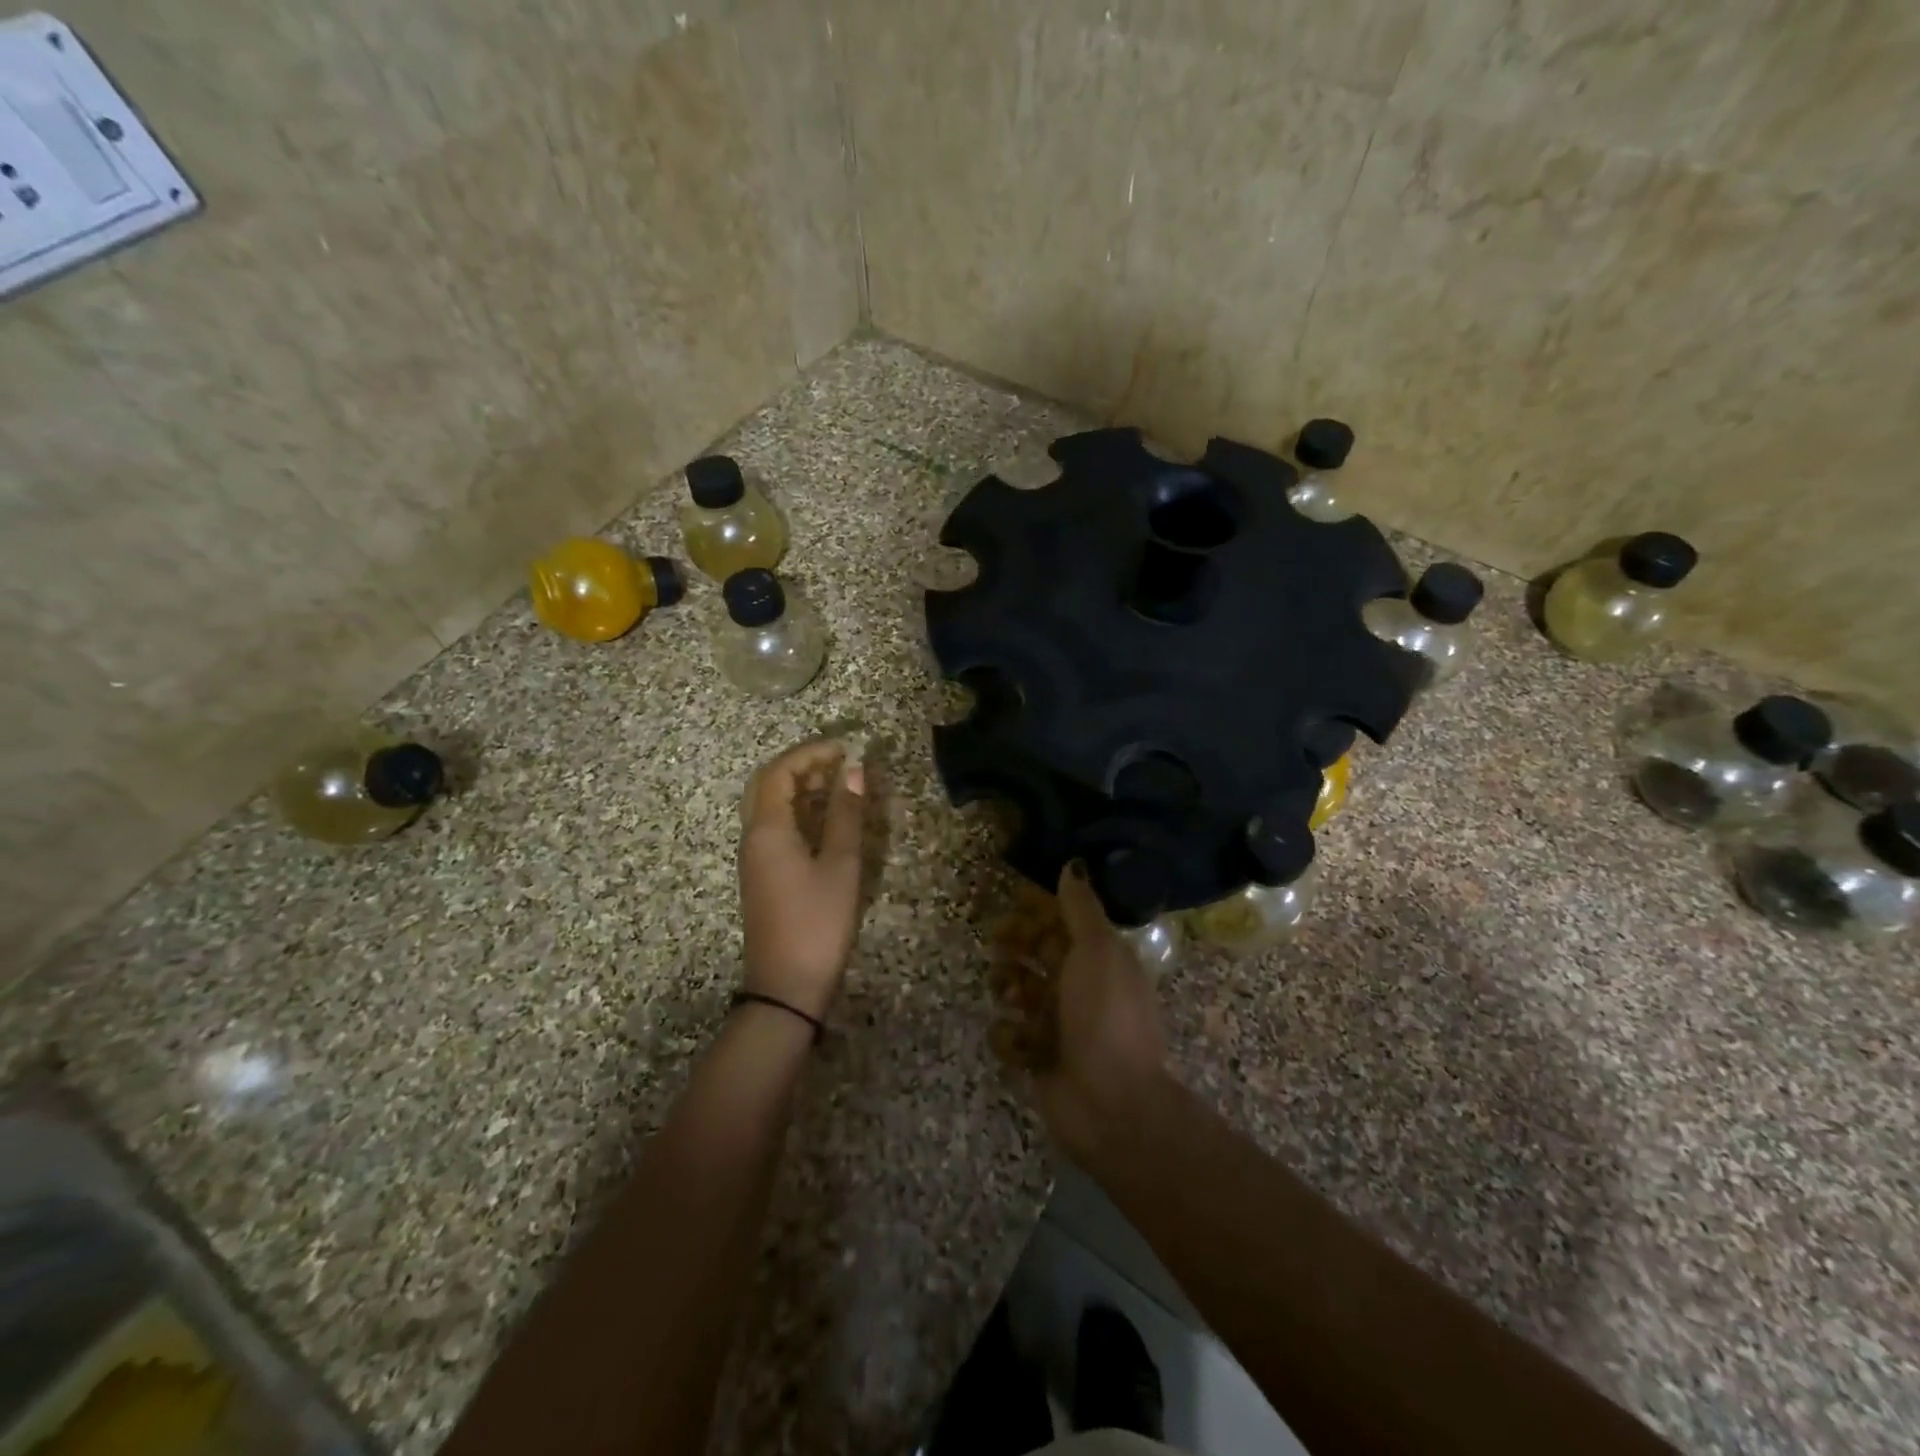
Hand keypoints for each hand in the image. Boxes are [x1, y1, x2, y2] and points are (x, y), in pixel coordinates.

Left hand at [738, 740, 867, 1019]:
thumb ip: (847, 814)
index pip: (778, 772)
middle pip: (767, 785)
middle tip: (837, 761)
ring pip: (769, 807)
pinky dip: (798, 811)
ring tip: (838, 783)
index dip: (809, 753)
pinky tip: (825, 819)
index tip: (844, 748)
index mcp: (767, 830)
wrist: (785, 986)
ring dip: (799, 788)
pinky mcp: (762, 876)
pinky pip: (774, 828)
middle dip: (800, 765)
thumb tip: (854, 770)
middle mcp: (753, 837)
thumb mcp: (840, 865)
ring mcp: (754, 858)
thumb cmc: (817, 922)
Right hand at [1033, 862, 1172, 1163]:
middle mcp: (1078, 987)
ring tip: (1010, 996)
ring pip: (1019, 990)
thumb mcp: (1098, 951)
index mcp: (1099, 959)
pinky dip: (1010, 1037)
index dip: (1038, 910)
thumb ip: (1081, 908)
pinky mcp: (1037, 1058)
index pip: (1062, 923)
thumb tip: (1073, 864)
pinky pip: (1010, 1036)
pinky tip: (1020, 1043)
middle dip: (1016, 943)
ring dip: (1008, 986)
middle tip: (998, 941)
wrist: (1111, 1103)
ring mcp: (1057, 1024)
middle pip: (1037, 952)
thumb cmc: (1105, 1015)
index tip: (1013, 900)